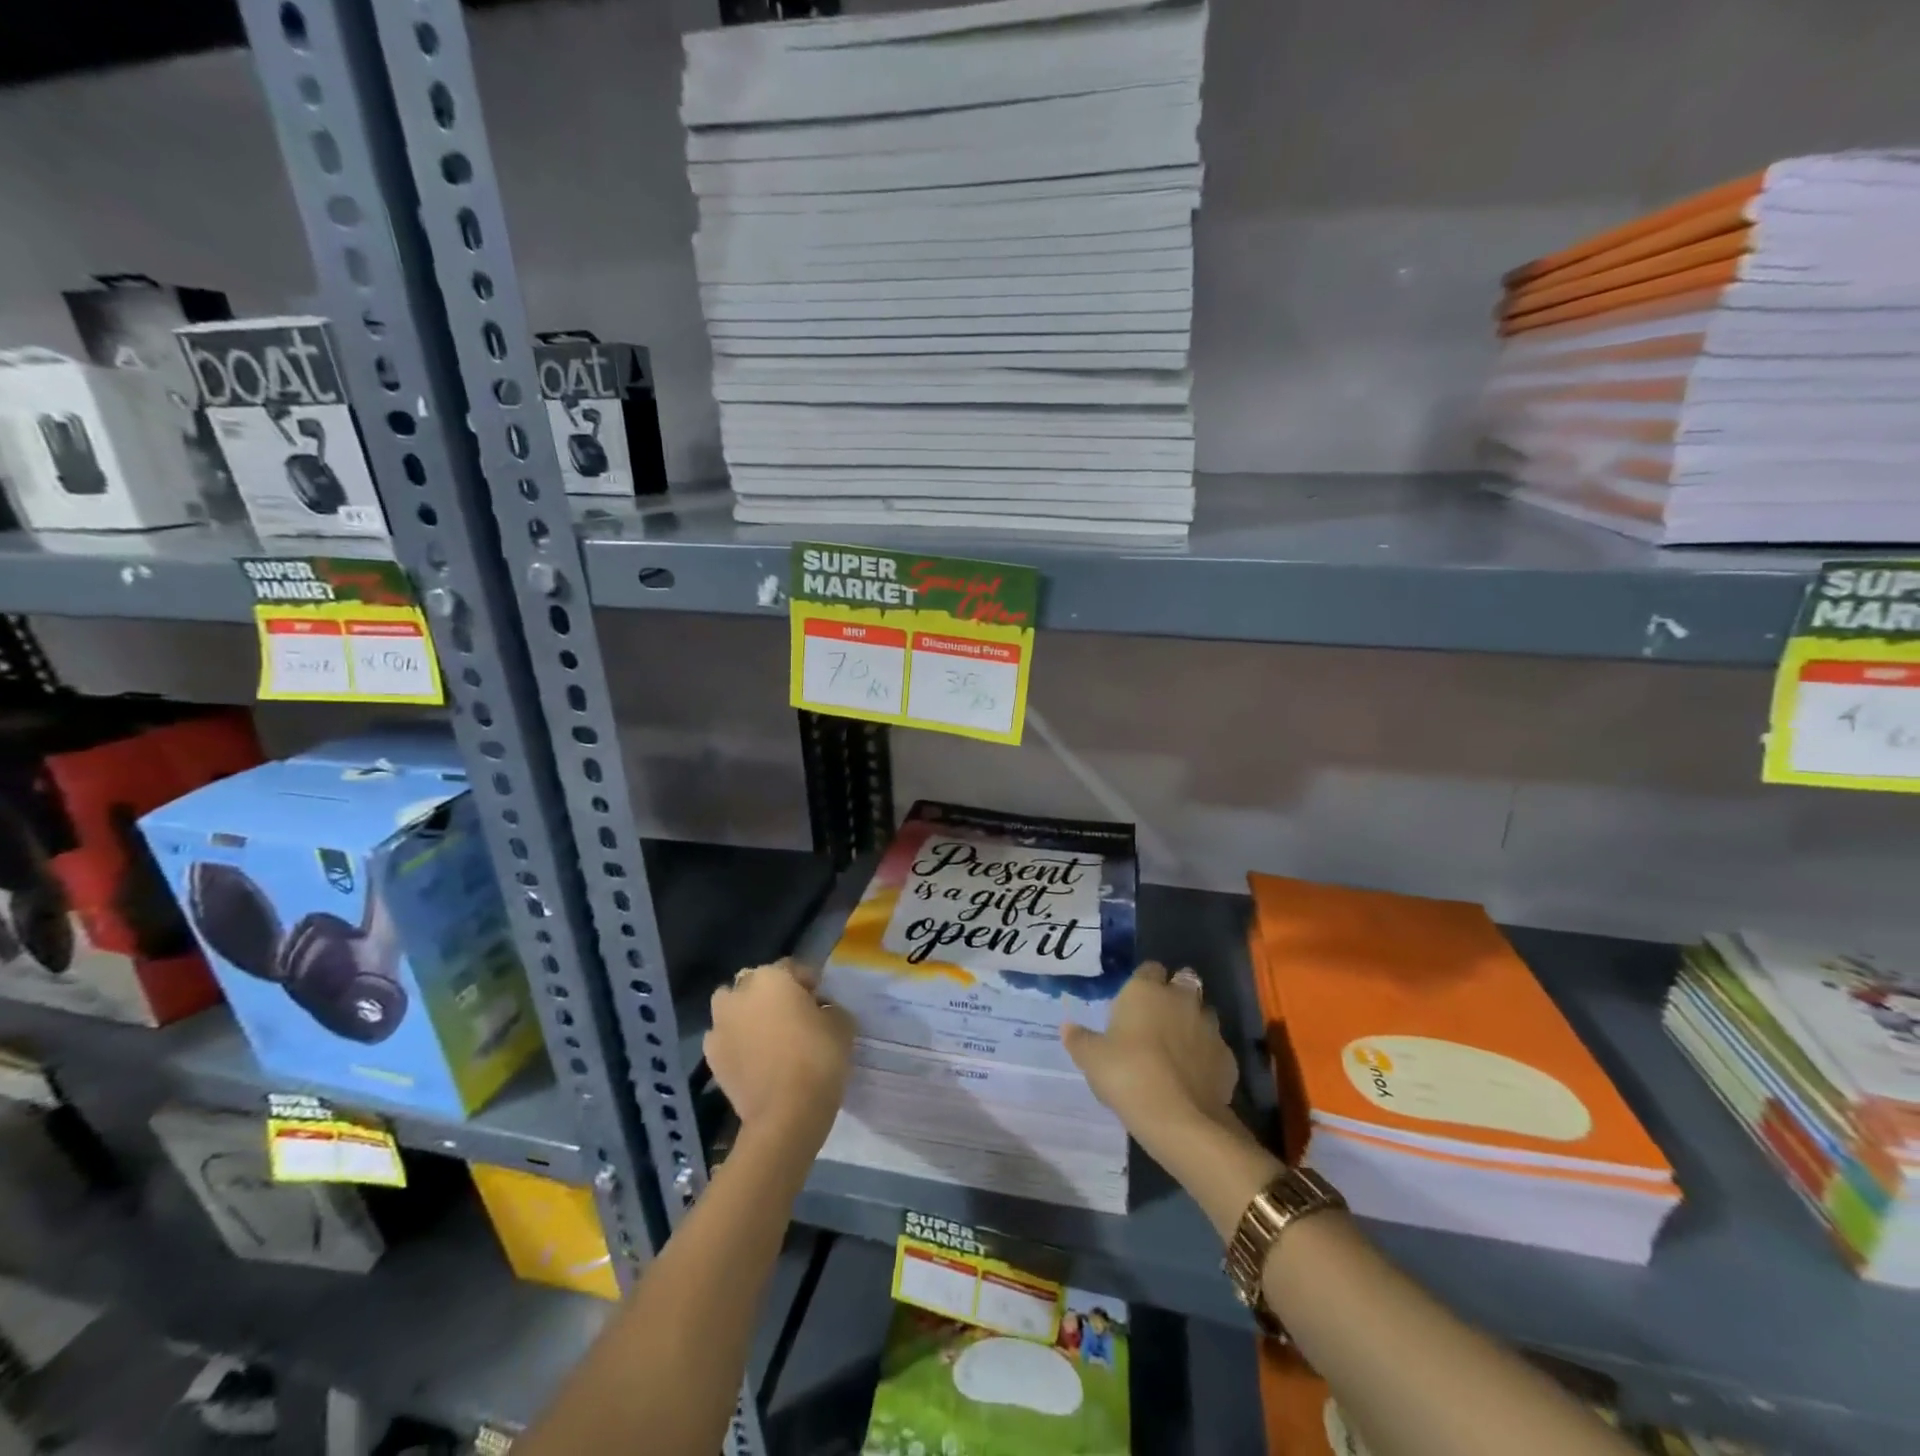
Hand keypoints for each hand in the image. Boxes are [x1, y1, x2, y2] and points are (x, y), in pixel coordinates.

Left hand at [704, 959, 853, 1149]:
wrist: (785, 1114)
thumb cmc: (818, 1057)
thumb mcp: (842, 1023)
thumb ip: (829, 1007)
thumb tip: (820, 1010)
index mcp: (770, 977)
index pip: (792, 968)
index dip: (809, 984)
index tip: (821, 1002)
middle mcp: (739, 993)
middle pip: (756, 984)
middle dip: (772, 995)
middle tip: (794, 1017)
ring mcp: (719, 1026)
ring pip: (733, 1009)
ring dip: (747, 1015)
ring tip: (769, 1037)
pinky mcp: (710, 1057)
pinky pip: (725, 1039)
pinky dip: (737, 1043)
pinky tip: (755, 1060)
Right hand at [1062, 963, 1239, 1154]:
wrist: (1180, 1119)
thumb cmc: (1128, 1075)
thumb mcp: (1091, 1058)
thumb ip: (1079, 1039)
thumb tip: (1067, 1027)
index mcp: (1147, 990)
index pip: (1149, 968)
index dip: (1143, 981)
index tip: (1133, 1001)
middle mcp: (1181, 999)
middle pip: (1184, 981)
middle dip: (1175, 993)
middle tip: (1158, 1017)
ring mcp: (1209, 1027)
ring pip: (1204, 1012)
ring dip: (1193, 1022)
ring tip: (1178, 1046)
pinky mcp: (1227, 1057)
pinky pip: (1215, 1047)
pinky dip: (1207, 1054)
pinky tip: (1194, 1074)